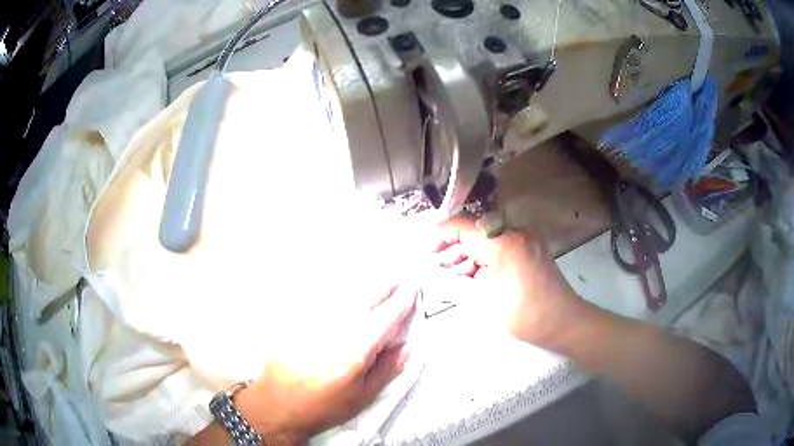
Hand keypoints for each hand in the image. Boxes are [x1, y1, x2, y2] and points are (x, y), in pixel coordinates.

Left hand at [234, 285, 415, 444]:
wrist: (279, 404)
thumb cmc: (322, 406)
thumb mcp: (362, 396)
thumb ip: (387, 369)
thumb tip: (406, 348)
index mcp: (356, 350)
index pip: (385, 318)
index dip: (401, 303)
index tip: (412, 291)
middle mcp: (336, 330)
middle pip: (365, 299)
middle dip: (384, 287)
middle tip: (398, 280)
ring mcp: (315, 324)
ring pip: (345, 297)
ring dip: (365, 288)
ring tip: (378, 283)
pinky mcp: (300, 323)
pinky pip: (325, 302)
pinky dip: (341, 296)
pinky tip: (345, 295)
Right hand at [433, 213, 585, 348]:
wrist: (564, 323)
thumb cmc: (524, 315)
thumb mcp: (482, 302)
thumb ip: (452, 283)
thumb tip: (430, 274)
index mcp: (504, 242)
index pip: (462, 226)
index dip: (439, 235)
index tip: (425, 252)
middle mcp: (516, 232)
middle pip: (475, 231)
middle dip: (453, 248)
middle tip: (436, 268)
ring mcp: (526, 239)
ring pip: (487, 239)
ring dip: (468, 254)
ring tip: (453, 276)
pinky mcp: (531, 249)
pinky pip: (500, 246)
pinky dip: (484, 259)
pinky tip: (474, 277)